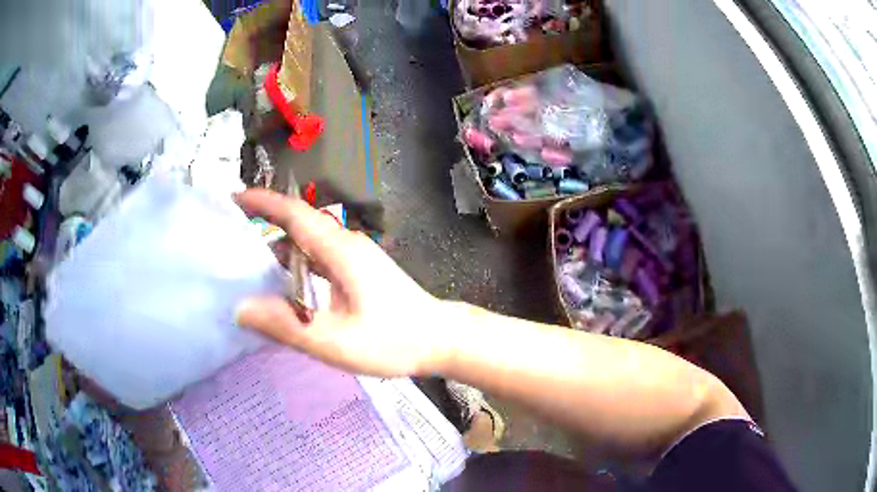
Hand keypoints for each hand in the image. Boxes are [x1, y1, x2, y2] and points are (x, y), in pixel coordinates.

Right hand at [234, 189, 451, 377]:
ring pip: (308, 242)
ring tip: (247, 263)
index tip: (232, 199)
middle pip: (298, 224)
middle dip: (263, 224)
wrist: (439, 339)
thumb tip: (241, 309)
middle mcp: (345, 244)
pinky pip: (319, 257)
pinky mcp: (359, 270)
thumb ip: (286, 325)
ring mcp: (355, 256)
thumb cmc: (392, 340)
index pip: (293, 213)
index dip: (261, 202)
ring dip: (279, 247)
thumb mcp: (334, 340)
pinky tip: (284, 285)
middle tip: (229, 238)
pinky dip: (296, 264)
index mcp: (339, 249)